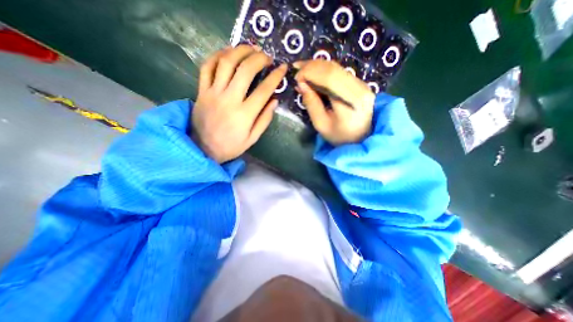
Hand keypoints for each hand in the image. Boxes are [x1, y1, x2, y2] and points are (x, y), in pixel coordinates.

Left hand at [192, 46, 288, 163]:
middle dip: (259, 58)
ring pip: (226, 63)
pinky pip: (207, 67)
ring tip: (250, 48)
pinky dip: (217, 56)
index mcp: (245, 114)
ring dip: (240, 51)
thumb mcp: (252, 138)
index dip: (275, 76)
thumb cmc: (231, 146)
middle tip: (267, 56)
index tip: (282, 68)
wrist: (203, 149)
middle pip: (245, 70)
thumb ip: (264, 120)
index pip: (264, 90)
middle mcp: (229, 99)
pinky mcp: (201, 91)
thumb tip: (275, 101)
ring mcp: (213, 93)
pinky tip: (227, 53)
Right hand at [293, 59, 373, 144]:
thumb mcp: (321, 124)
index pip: (330, 78)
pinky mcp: (359, 83)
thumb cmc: (339, 135)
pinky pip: (339, 71)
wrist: (360, 137)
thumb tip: (301, 84)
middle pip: (333, 68)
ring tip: (302, 69)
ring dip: (317, 65)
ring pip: (336, 67)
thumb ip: (311, 104)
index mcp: (351, 103)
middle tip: (296, 69)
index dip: (311, 73)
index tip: (297, 78)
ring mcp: (361, 84)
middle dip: (312, 66)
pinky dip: (324, 70)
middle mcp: (360, 88)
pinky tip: (313, 72)